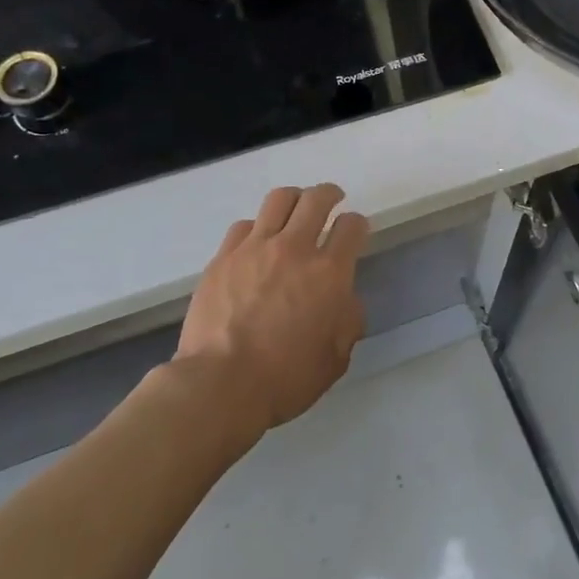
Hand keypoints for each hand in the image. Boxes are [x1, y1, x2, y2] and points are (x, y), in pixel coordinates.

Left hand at [176, 185, 369, 433]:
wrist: (221, 385)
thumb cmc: (286, 378)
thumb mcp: (336, 358)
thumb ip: (348, 321)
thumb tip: (345, 302)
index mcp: (330, 273)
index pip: (351, 227)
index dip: (358, 224)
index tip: (355, 229)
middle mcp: (295, 249)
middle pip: (316, 199)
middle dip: (330, 194)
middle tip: (333, 198)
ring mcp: (255, 249)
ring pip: (279, 200)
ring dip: (294, 199)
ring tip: (295, 207)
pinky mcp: (223, 258)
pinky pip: (244, 225)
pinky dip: (257, 227)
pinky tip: (257, 240)